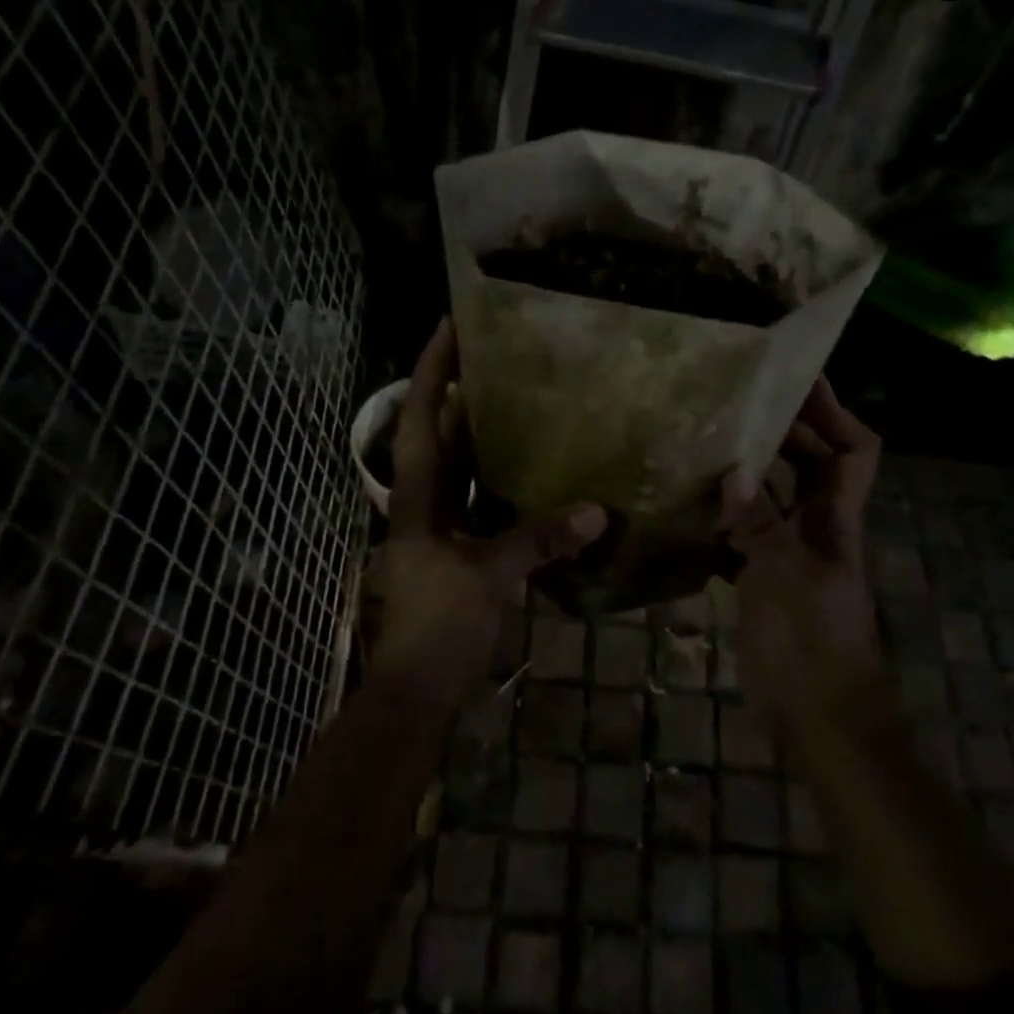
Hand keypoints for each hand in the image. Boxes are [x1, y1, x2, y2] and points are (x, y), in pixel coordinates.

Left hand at [377, 320, 607, 705]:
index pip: (419, 417)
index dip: (430, 368)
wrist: (416, 689)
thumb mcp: (490, 578)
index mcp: (416, 497)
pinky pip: (476, 499)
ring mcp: (435, 526)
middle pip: (438, 432)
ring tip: (518, 396)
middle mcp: (421, 501)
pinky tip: (529, 466)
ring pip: (458, 466)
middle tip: (499, 354)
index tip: (450, 324)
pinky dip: (497, 478)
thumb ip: (540, 541)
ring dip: (480, 432)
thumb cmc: (439, 625)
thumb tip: (597, 511)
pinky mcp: (454, 549)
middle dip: (459, 391)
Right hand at [721, 377, 883, 726]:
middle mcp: (818, 527)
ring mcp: (791, 553)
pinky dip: (724, 518)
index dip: (834, 411)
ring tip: (705, 444)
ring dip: (749, 471)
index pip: (854, 449)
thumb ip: (759, 525)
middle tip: (734, 404)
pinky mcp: (765, 579)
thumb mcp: (784, 578)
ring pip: (775, 497)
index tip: (798, 379)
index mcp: (835, 519)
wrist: (820, 717)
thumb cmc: (812, 644)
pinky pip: (745, 534)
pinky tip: (690, 510)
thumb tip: (733, 471)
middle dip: (783, 430)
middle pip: (811, 464)